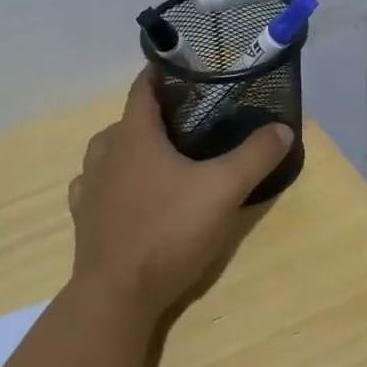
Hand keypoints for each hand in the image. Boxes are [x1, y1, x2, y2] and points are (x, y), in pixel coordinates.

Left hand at [67, 69, 293, 319]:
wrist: (118, 293)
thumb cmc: (168, 230)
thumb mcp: (223, 190)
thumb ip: (254, 156)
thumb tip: (283, 128)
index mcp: (134, 134)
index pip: (144, 87)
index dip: (163, 75)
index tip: (188, 73)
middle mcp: (105, 151)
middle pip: (128, 120)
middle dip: (155, 116)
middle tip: (190, 124)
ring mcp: (89, 184)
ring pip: (109, 151)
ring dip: (131, 147)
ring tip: (161, 158)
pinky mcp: (83, 216)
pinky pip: (95, 184)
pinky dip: (112, 181)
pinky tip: (129, 194)